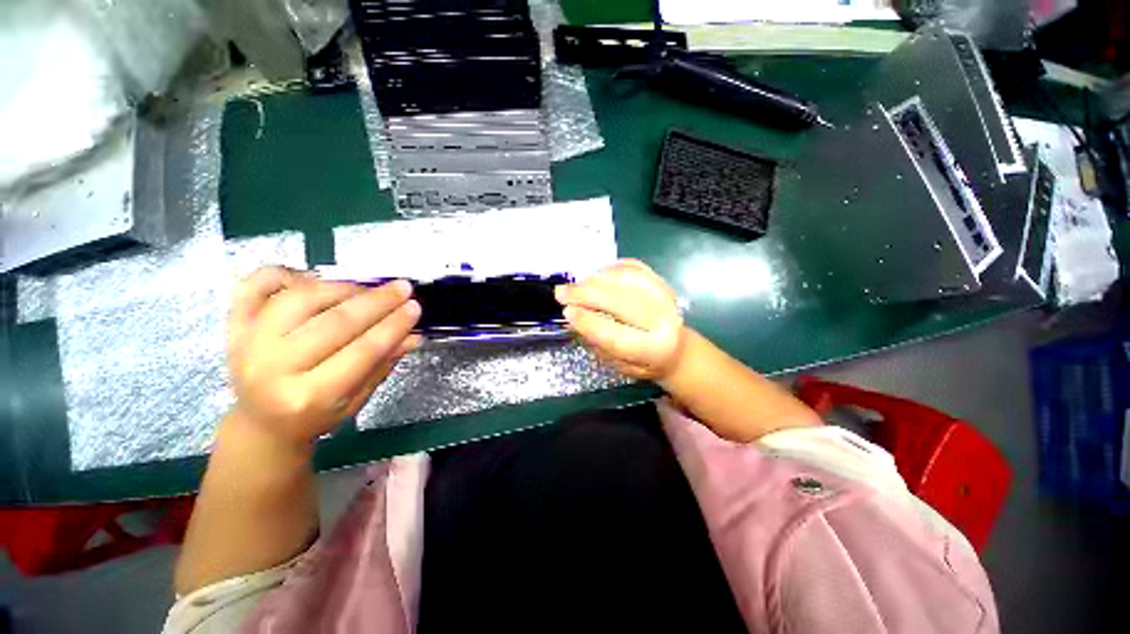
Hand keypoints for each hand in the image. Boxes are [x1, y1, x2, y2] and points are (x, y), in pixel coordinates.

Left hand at [227, 267, 421, 447]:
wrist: (262, 424)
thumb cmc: (317, 415)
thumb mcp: (358, 398)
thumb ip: (384, 363)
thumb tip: (414, 335)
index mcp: (310, 396)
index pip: (363, 351)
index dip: (393, 326)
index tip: (414, 307)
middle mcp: (274, 368)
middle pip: (335, 322)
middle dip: (377, 302)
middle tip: (402, 288)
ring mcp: (248, 344)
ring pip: (301, 299)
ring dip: (342, 288)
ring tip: (367, 289)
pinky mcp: (234, 327)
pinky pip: (252, 286)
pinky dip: (283, 272)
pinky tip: (312, 277)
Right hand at [555, 259, 685, 380]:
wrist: (675, 349)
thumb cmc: (642, 362)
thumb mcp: (618, 363)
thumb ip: (597, 342)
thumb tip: (573, 317)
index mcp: (654, 350)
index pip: (617, 337)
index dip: (589, 323)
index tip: (567, 312)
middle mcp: (664, 321)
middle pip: (621, 302)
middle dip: (587, 295)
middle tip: (561, 293)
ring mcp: (665, 296)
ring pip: (626, 279)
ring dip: (595, 280)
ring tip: (576, 285)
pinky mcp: (662, 281)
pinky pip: (633, 267)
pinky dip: (610, 269)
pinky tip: (594, 276)